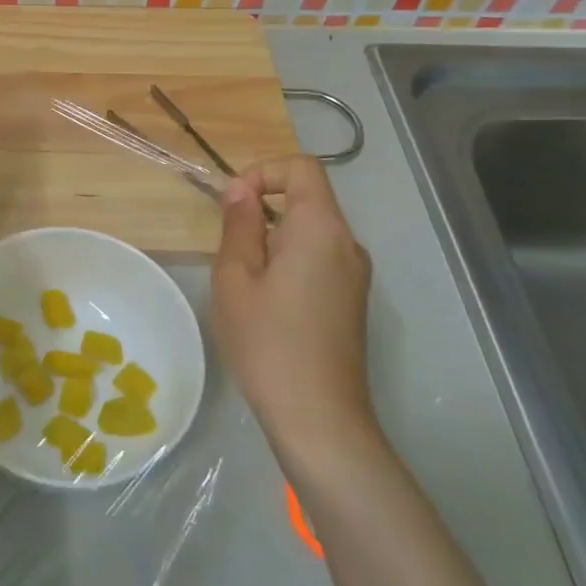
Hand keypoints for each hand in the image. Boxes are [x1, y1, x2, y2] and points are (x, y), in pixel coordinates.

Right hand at [212, 155, 378, 479]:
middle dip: (264, 210)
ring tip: (244, 282)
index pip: (303, 168)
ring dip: (274, 239)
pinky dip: (290, 262)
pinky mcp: (353, 302)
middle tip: (230, 250)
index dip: (264, 172)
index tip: (233, 204)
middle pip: (309, 199)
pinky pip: (320, 260)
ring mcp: (356, 276)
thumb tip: (241, 190)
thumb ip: (239, 225)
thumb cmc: (267, 341)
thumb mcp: (235, 278)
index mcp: (321, 229)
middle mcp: (348, 244)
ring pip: (312, 233)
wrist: (319, 417)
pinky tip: (267, 303)